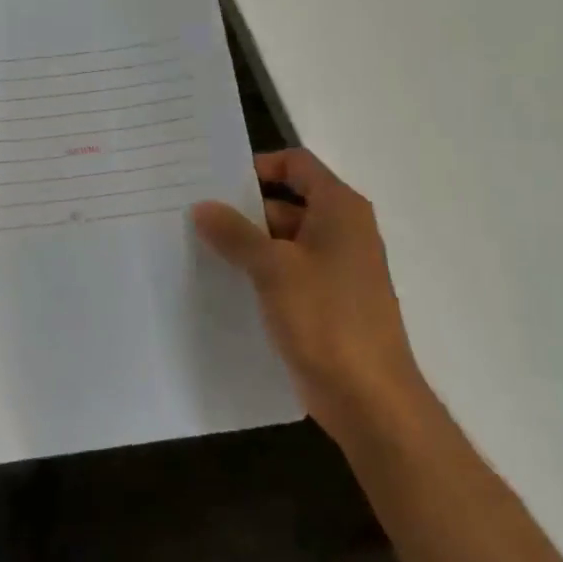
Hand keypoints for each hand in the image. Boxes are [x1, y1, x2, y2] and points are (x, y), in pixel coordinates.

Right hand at [193, 149, 426, 446]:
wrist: (369, 397)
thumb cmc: (326, 318)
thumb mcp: (274, 268)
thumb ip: (235, 234)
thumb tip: (202, 207)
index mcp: (340, 209)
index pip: (297, 164)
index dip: (259, 166)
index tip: (216, 181)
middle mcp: (341, 231)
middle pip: (287, 202)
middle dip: (243, 209)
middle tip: (193, 215)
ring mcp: (334, 268)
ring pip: (283, 241)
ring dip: (247, 244)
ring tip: (196, 247)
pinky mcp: (324, 302)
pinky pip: (286, 273)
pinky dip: (258, 272)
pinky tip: (222, 283)